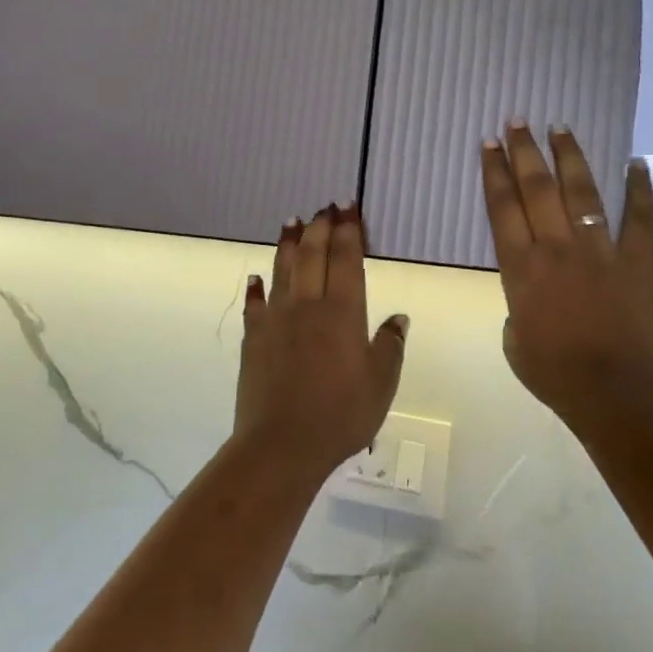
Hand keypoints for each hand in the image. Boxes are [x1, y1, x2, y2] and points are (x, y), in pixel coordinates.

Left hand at [234, 206, 407, 480]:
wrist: (282, 444)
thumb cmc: (341, 414)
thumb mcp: (382, 383)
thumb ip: (389, 345)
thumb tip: (397, 318)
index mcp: (343, 313)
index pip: (346, 259)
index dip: (349, 231)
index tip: (349, 209)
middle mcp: (307, 306)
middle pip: (313, 256)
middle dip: (321, 227)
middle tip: (325, 207)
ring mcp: (276, 320)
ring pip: (283, 271)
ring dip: (289, 244)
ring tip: (292, 222)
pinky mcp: (254, 339)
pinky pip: (256, 305)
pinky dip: (257, 288)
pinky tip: (256, 278)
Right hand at [480, 124, 652, 432]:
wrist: (614, 391)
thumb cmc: (554, 373)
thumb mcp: (514, 340)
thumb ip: (518, 308)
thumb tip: (532, 296)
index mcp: (521, 269)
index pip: (503, 208)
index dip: (495, 173)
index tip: (490, 144)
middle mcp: (557, 248)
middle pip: (537, 189)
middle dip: (525, 152)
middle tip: (518, 120)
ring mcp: (600, 250)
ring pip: (582, 193)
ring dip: (570, 157)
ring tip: (560, 128)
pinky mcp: (638, 259)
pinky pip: (640, 216)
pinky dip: (640, 188)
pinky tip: (636, 162)